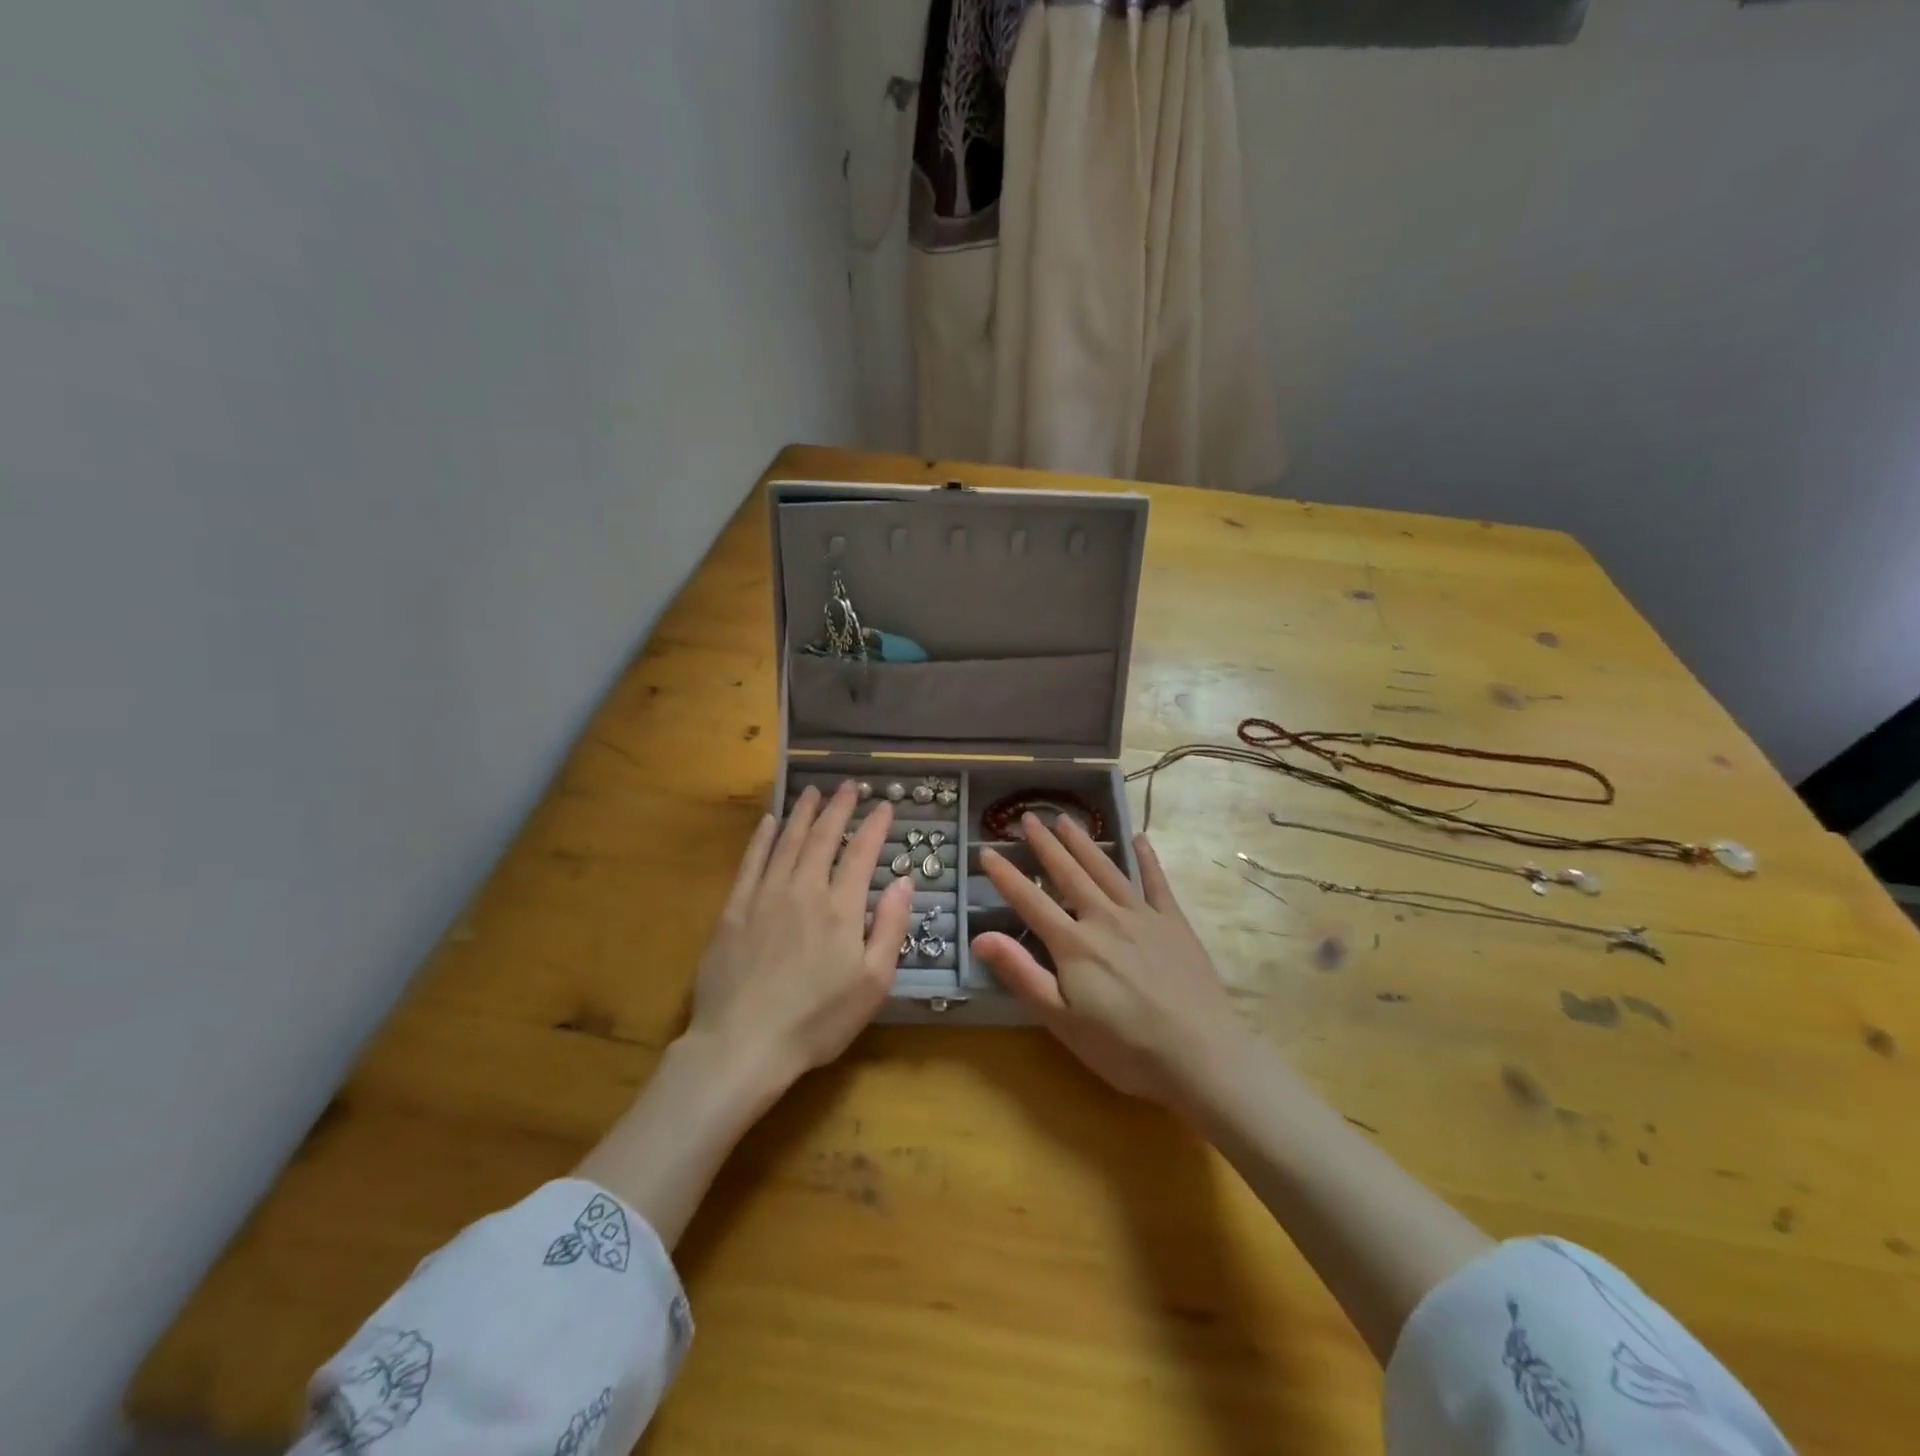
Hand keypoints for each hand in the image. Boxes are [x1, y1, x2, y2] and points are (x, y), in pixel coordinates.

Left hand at [684, 782, 913, 1098]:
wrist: (743, 1044)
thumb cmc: (817, 1020)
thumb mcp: (872, 983)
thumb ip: (890, 927)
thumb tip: (905, 882)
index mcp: (841, 908)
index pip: (861, 853)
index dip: (875, 826)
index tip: (885, 805)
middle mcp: (803, 890)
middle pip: (823, 838)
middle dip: (839, 809)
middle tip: (848, 786)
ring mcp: (764, 897)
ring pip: (786, 842)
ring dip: (802, 814)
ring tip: (814, 792)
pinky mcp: (733, 910)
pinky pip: (750, 862)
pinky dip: (761, 838)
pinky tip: (768, 822)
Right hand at [970, 815, 1244, 1106]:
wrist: (1203, 1056)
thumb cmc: (1125, 1049)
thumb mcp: (1062, 1021)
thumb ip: (1022, 975)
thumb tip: (980, 937)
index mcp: (1074, 944)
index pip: (1030, 901)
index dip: (1005, 876)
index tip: (985, 851)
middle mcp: (1104, 918)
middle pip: (1069, 873)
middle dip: (1045, 844)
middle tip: (1028, 817)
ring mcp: (1142, 916)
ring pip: (1106, 869)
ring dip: (1083, 842)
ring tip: (1065, 819)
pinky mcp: (1174, 923)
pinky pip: (1156, 881)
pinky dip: (1146, 857)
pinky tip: (1139, 838)